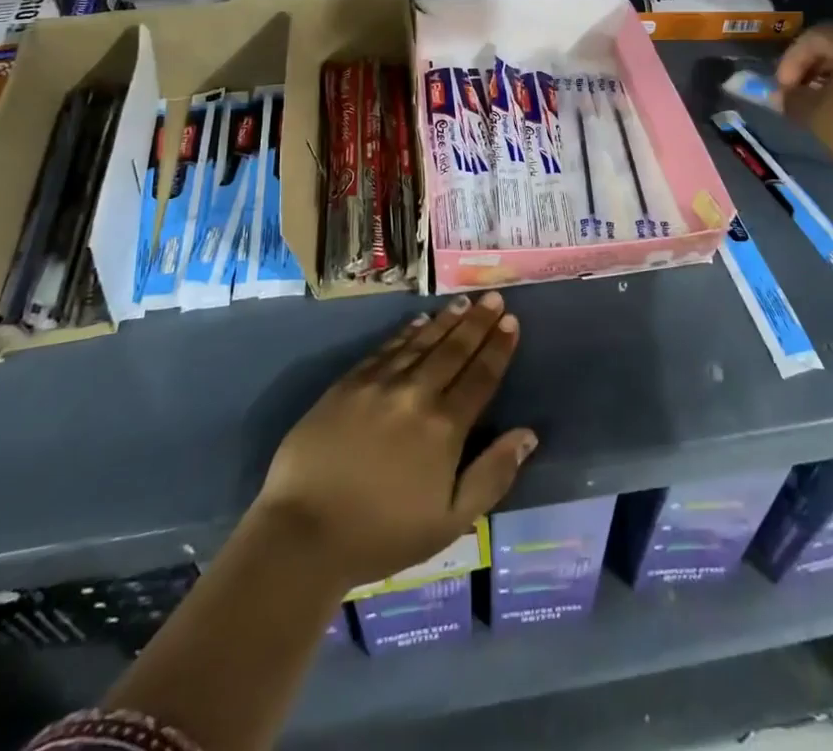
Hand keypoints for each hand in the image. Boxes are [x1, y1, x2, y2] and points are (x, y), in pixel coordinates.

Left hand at [253, 292, 535, 590]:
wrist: (304, 533)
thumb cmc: (382, 535)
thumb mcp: (450, 521)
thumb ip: (492, 475)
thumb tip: (528, 434)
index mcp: (445, 427)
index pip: (481, 376)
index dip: (498, 348)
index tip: (512, 322)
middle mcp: (416, 394)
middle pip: (454, 350)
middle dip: (477, 322)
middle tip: (494, 298)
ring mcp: (380, 384)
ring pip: (421, 342)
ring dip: (446, 320)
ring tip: (464, 301)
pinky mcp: (349, 383)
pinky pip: (386, 348)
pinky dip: (406, 332)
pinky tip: (418, 321)